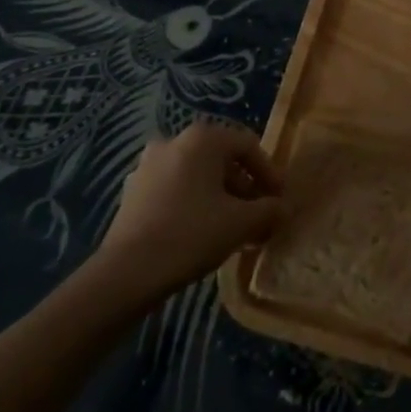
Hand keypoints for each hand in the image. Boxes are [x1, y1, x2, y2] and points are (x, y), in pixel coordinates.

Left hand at [94, 122, 280, 296]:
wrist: (126, 273)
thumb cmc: (191, 235)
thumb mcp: (241, 223)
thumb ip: (269, 211)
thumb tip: (284, 208)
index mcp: (203, 138)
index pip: (248, 146)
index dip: (270, 174)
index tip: (279, 202)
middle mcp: (174, 140)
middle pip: (222, 159)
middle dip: (245, 188)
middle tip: (259, 218)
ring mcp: (149, 164)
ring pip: (198, 175)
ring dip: (221, 198)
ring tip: (235, 229)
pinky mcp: (134, 190)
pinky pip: (176, 188)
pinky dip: (195, 203)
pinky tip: (204, 233)